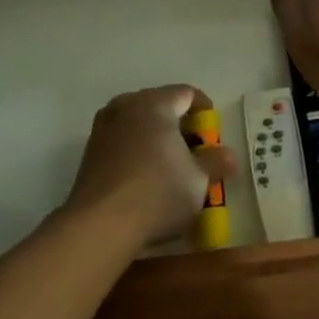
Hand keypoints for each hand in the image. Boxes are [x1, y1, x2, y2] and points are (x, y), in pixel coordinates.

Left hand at [66, 86, 229, 246]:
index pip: (186, 93)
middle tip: (193, 147)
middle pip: (160, 104)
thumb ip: (216, 162)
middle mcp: (126, 106)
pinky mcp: (89, 152)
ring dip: (154, 136)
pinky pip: (120, 140)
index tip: (212, 129)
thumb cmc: (158, 192)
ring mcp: (103, 128)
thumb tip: (229, 156)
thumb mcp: (199, 180)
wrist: (100, 225)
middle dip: (178, 122)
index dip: (204, 109)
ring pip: (137, 122)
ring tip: (168, 161)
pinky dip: (135, 149)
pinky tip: (143, 175)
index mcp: (155, 103)